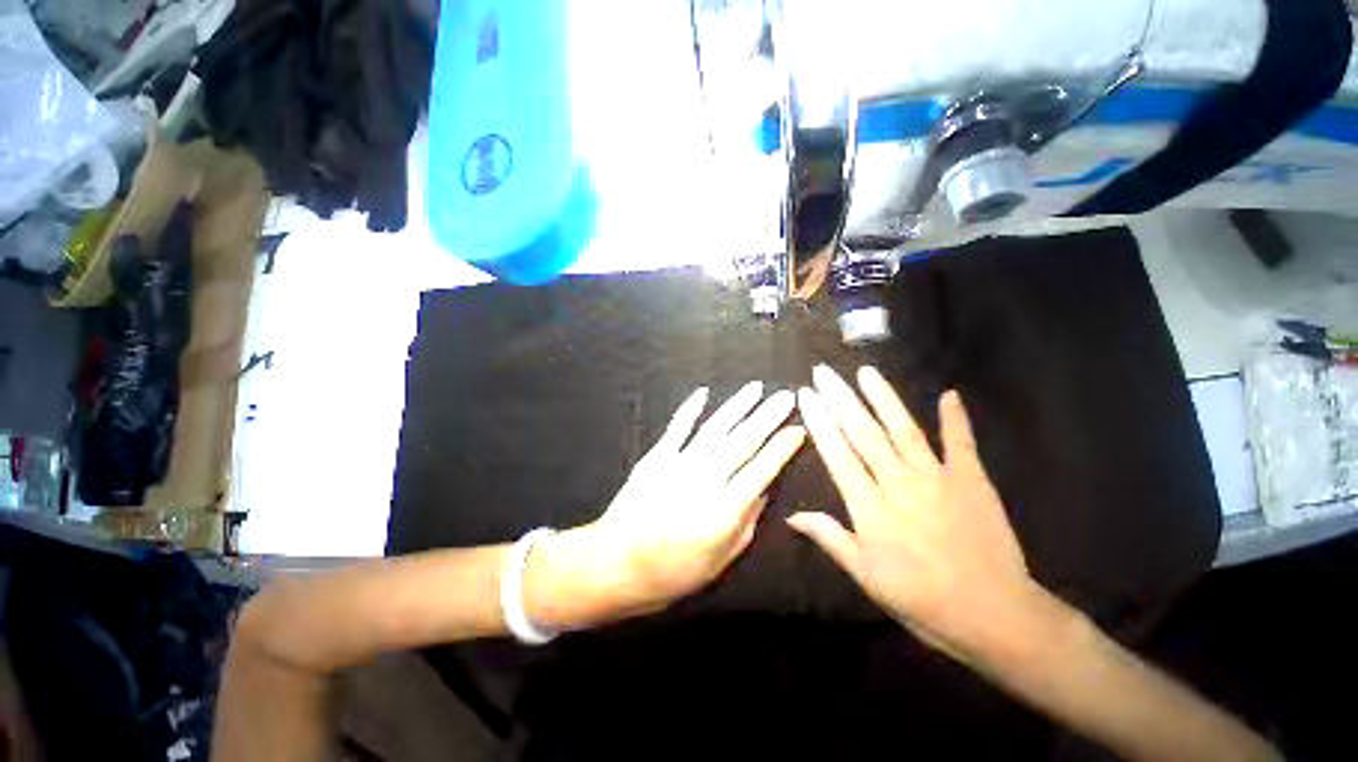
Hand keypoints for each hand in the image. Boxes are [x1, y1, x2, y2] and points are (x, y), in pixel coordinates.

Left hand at [585, 382, 805, 615]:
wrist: (614, 565)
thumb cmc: (672, 573)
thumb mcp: (719, 563)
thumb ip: (746, 527)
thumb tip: (763, 493)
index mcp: (725, 509)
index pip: (761, 470)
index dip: (782, 448)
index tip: (799, 429)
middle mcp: (704, 480)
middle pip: (742, 442)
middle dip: (767, 417)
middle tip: (787, 396)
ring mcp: (677, 466)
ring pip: (713, 429)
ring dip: (737, 406)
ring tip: (756, 387)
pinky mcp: (653, 460)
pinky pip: (675, 430)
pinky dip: (690, 410)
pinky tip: (704, 393)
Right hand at [790, 365, 1041, 659]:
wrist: (981, 604)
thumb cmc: (919, 601)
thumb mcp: (867, 578)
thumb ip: (834, 540)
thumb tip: (794, 516)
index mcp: (870, 511)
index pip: (839, 458)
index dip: (821, 424)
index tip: (806, 395)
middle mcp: (899, 484)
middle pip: (866, 435)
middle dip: (842, 400)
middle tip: (825, 371)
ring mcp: (937, 476)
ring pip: (904, 429)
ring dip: (884, 399)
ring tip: (866, 372)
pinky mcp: (970, 476)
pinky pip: (960, 440)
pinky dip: (954, 417)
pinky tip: (948, 395)